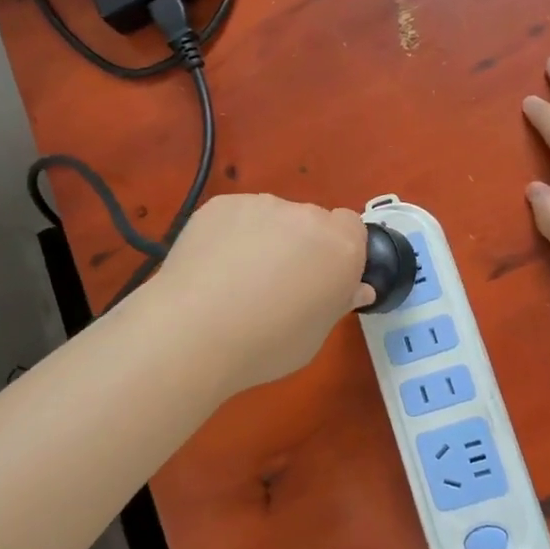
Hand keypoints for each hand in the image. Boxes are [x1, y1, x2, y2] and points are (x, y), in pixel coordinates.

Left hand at [147, 194, 373, 394]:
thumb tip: (355, 288)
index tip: (321, 280)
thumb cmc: (266, 345)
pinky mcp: (222, 204)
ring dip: (265, 238)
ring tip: (236, 278)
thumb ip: (337, 303)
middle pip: (311, 222)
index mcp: (340, 246)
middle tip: (277, 284)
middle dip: (301, 245)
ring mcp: (261, 204)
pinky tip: (211, 267)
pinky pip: (237, 216)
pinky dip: (231, 234)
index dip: (338, 252)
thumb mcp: (314, 337)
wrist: (194, 331)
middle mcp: (306, 216)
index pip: (352, 228)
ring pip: (272, 217)